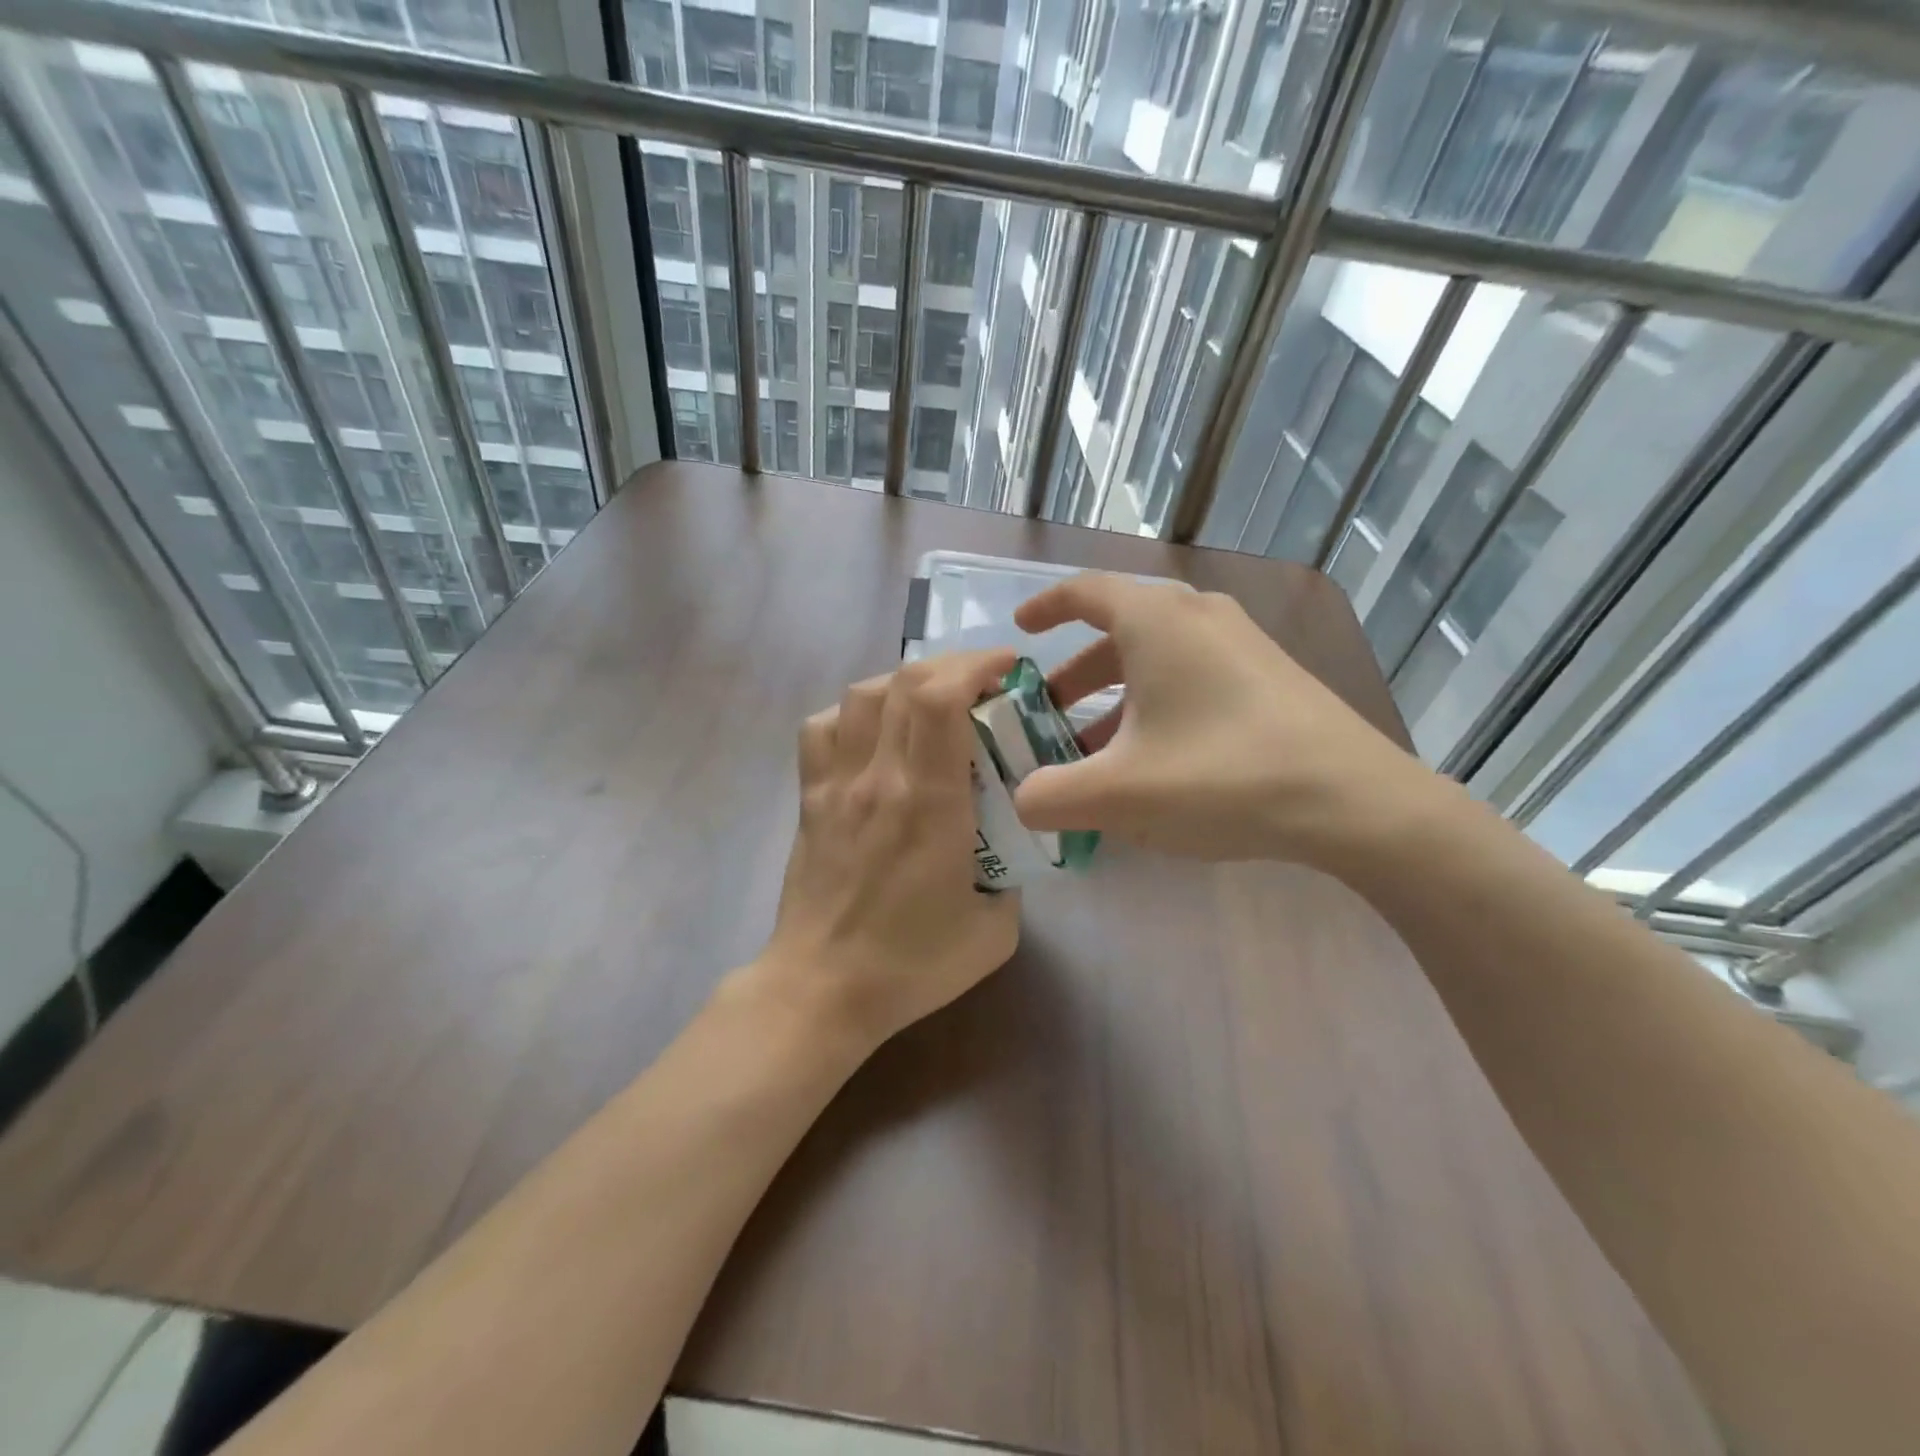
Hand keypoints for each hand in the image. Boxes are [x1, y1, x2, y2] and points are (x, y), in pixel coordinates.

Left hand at [756, 649, 1022, 1047]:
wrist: (822, 990)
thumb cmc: (911, 965)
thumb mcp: (994, 931)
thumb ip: (1011, 878)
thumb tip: (1007, 846)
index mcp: (928, 802)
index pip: (940, 699)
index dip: (974, 665)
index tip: (1006, 668)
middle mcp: (878, 777)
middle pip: (905, 682)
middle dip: (951, 664)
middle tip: (982, 682)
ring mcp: (835, 784)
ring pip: (861, 695)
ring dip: (903, 682)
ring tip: (931, 701)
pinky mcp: (809, 799)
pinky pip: (821, 728)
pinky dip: (852, 713)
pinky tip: (872, 733)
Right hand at [1012, 573, 1437, 866]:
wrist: (1354, 801)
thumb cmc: (1222, 776)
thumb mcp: (1118, 794)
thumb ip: (1050, 796)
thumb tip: (1024, 799)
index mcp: (1156, 622)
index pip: (1085, 592)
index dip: (1046, 607)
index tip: (1021, 631)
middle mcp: (1198, 616)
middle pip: (1120, 630)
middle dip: (1076, 673)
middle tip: (1049, 712)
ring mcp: (1241, 643)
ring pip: (1158, 657)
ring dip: (1117, 696)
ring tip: (1096, 750)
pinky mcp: (1270, 675)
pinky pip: (1193, 675)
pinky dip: (1158, 704)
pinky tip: (1157, 759)